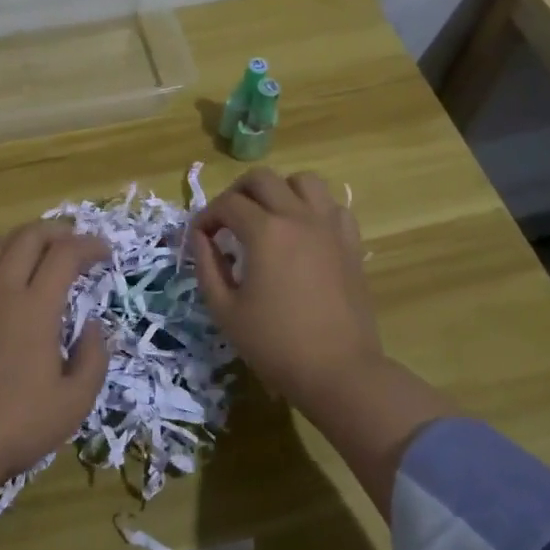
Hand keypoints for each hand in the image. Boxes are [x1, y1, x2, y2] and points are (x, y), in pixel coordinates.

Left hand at [0, 220, 111, 500]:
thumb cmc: (17, 426)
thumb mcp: (75, 401)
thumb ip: (93, 357)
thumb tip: (92, 325)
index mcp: (38, 308)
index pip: (66, 255)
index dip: (89, 245)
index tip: (104, 252)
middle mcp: (2, 292)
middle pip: (28, 239)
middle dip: (55, 231)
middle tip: (71, 240)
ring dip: (16, 240)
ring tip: (31, 247)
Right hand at [191, 169, 382, 410]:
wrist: (339, 371)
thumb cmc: (275, 344)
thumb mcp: (225, 310)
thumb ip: (207, 266)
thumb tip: (200, 237)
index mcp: (265, 231)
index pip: (227, 204)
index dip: (206, 217)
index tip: (200, 238)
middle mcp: (298, 216)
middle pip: (262, 178)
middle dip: (237, 193)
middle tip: (228, 221)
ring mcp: (329, 226)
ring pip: (303, 180)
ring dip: (279, 190)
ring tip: (268, 216)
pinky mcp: (350, 242)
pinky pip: (332, 206)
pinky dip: (313, 208)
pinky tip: (303, 232)